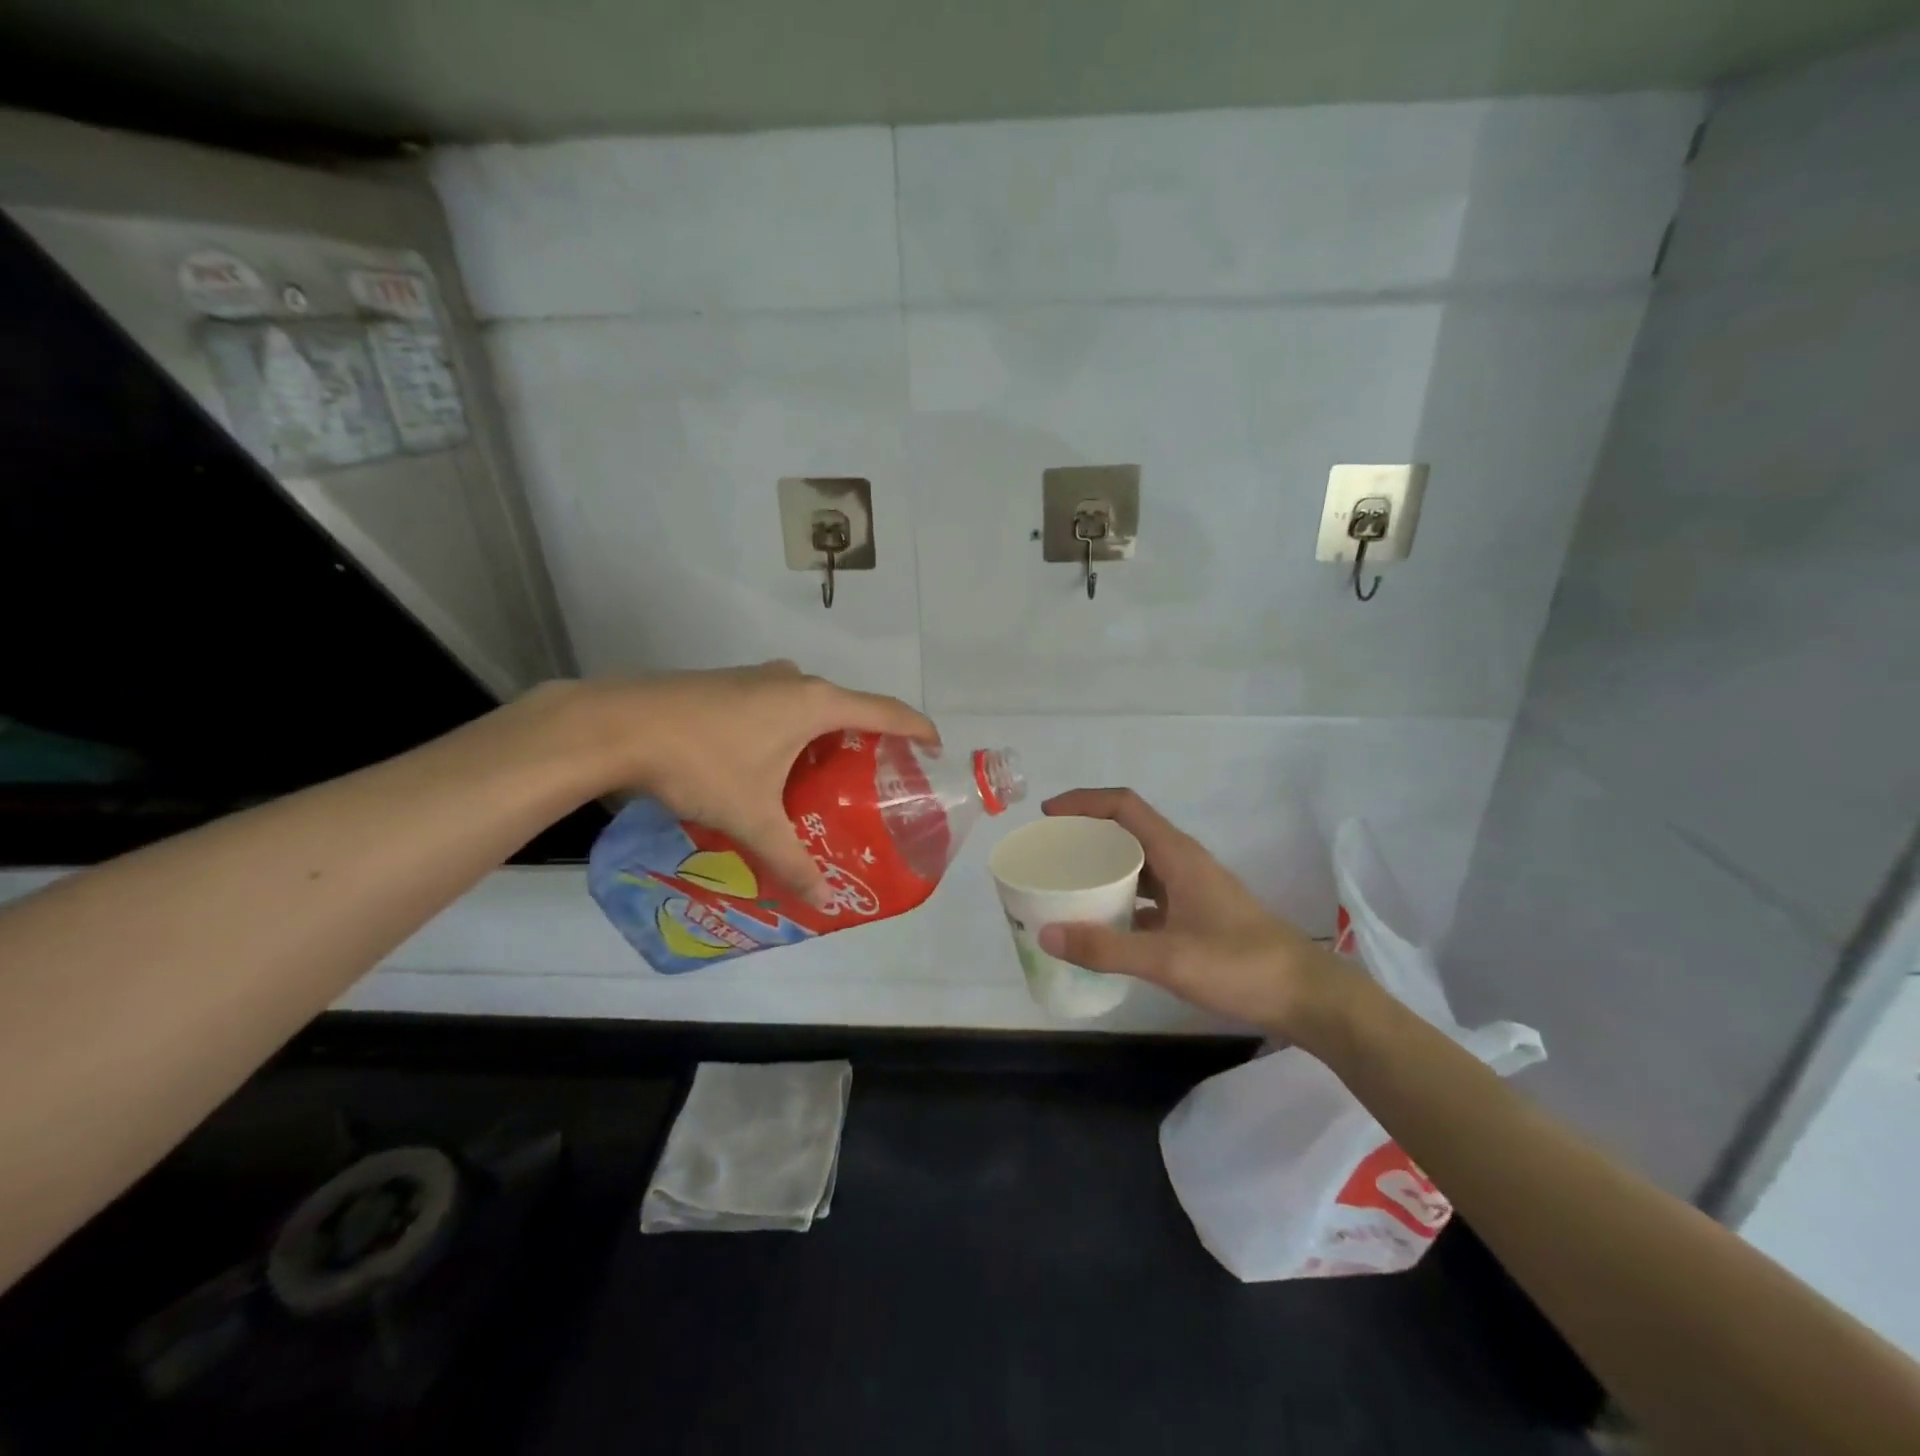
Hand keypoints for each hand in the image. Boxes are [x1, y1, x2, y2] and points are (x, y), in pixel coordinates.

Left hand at [569, 662, 935, 905]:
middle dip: (868, 740)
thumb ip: (792, 860)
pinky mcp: (729, 682)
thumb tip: (824, 902)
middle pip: (849, 707)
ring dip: (826, 734)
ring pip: (809, 705)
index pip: (886, 711)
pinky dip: (792, 729)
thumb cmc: (701, 763)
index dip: (917, 729)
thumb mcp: (752, 818)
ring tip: (826, 778)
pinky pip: (779, 703)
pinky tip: (773, 764)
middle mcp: (794, 680)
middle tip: (875, 780)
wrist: (616, 724)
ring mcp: (758, 676)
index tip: (935, 749)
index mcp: (815, 703)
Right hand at [1036, 789, 1341, 1035]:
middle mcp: (1182, 862)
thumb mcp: (1168, 958)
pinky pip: (1148, 896)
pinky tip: (1102, 927)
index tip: (1048, 815)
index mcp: (1177, 854)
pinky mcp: (1197, 915)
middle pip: (1127, 831)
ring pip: (1138, 865)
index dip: (1083, 802)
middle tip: (1049, 854)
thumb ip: (1106, 948)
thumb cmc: (1241, 966)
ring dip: (1103, 869)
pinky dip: (1121, 901)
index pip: (1124, 806)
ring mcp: (1192, 889)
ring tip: (1066, 886)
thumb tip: (1046, 935)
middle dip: (1086, 835)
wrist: (1307, 996)